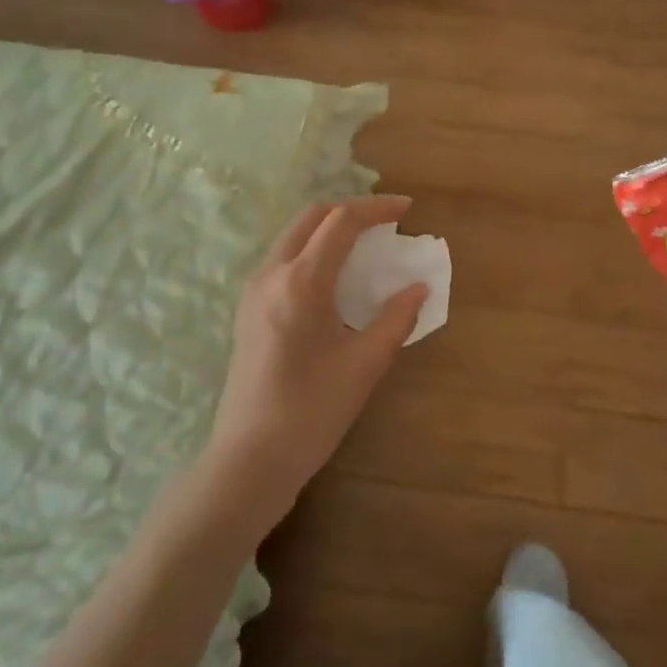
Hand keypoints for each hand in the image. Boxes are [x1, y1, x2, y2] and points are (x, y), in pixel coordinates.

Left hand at [205, 195, 428, 531]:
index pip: (341, 222)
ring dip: (330, 228)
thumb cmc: (312, 411)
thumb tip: (418, 288)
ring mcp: (253, 291)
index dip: (377, 209)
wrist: (250, 458)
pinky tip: (336, 275)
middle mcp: (271, 274)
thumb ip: (396, 318)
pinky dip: (314, 249)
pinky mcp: (248, 309)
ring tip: (366, 243)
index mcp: (300, 282)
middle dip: (351, 210)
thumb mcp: (365, 364)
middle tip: (386, 222)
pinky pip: (284, 259)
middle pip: (311, 217)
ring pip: (294, 236)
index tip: (407, 209)